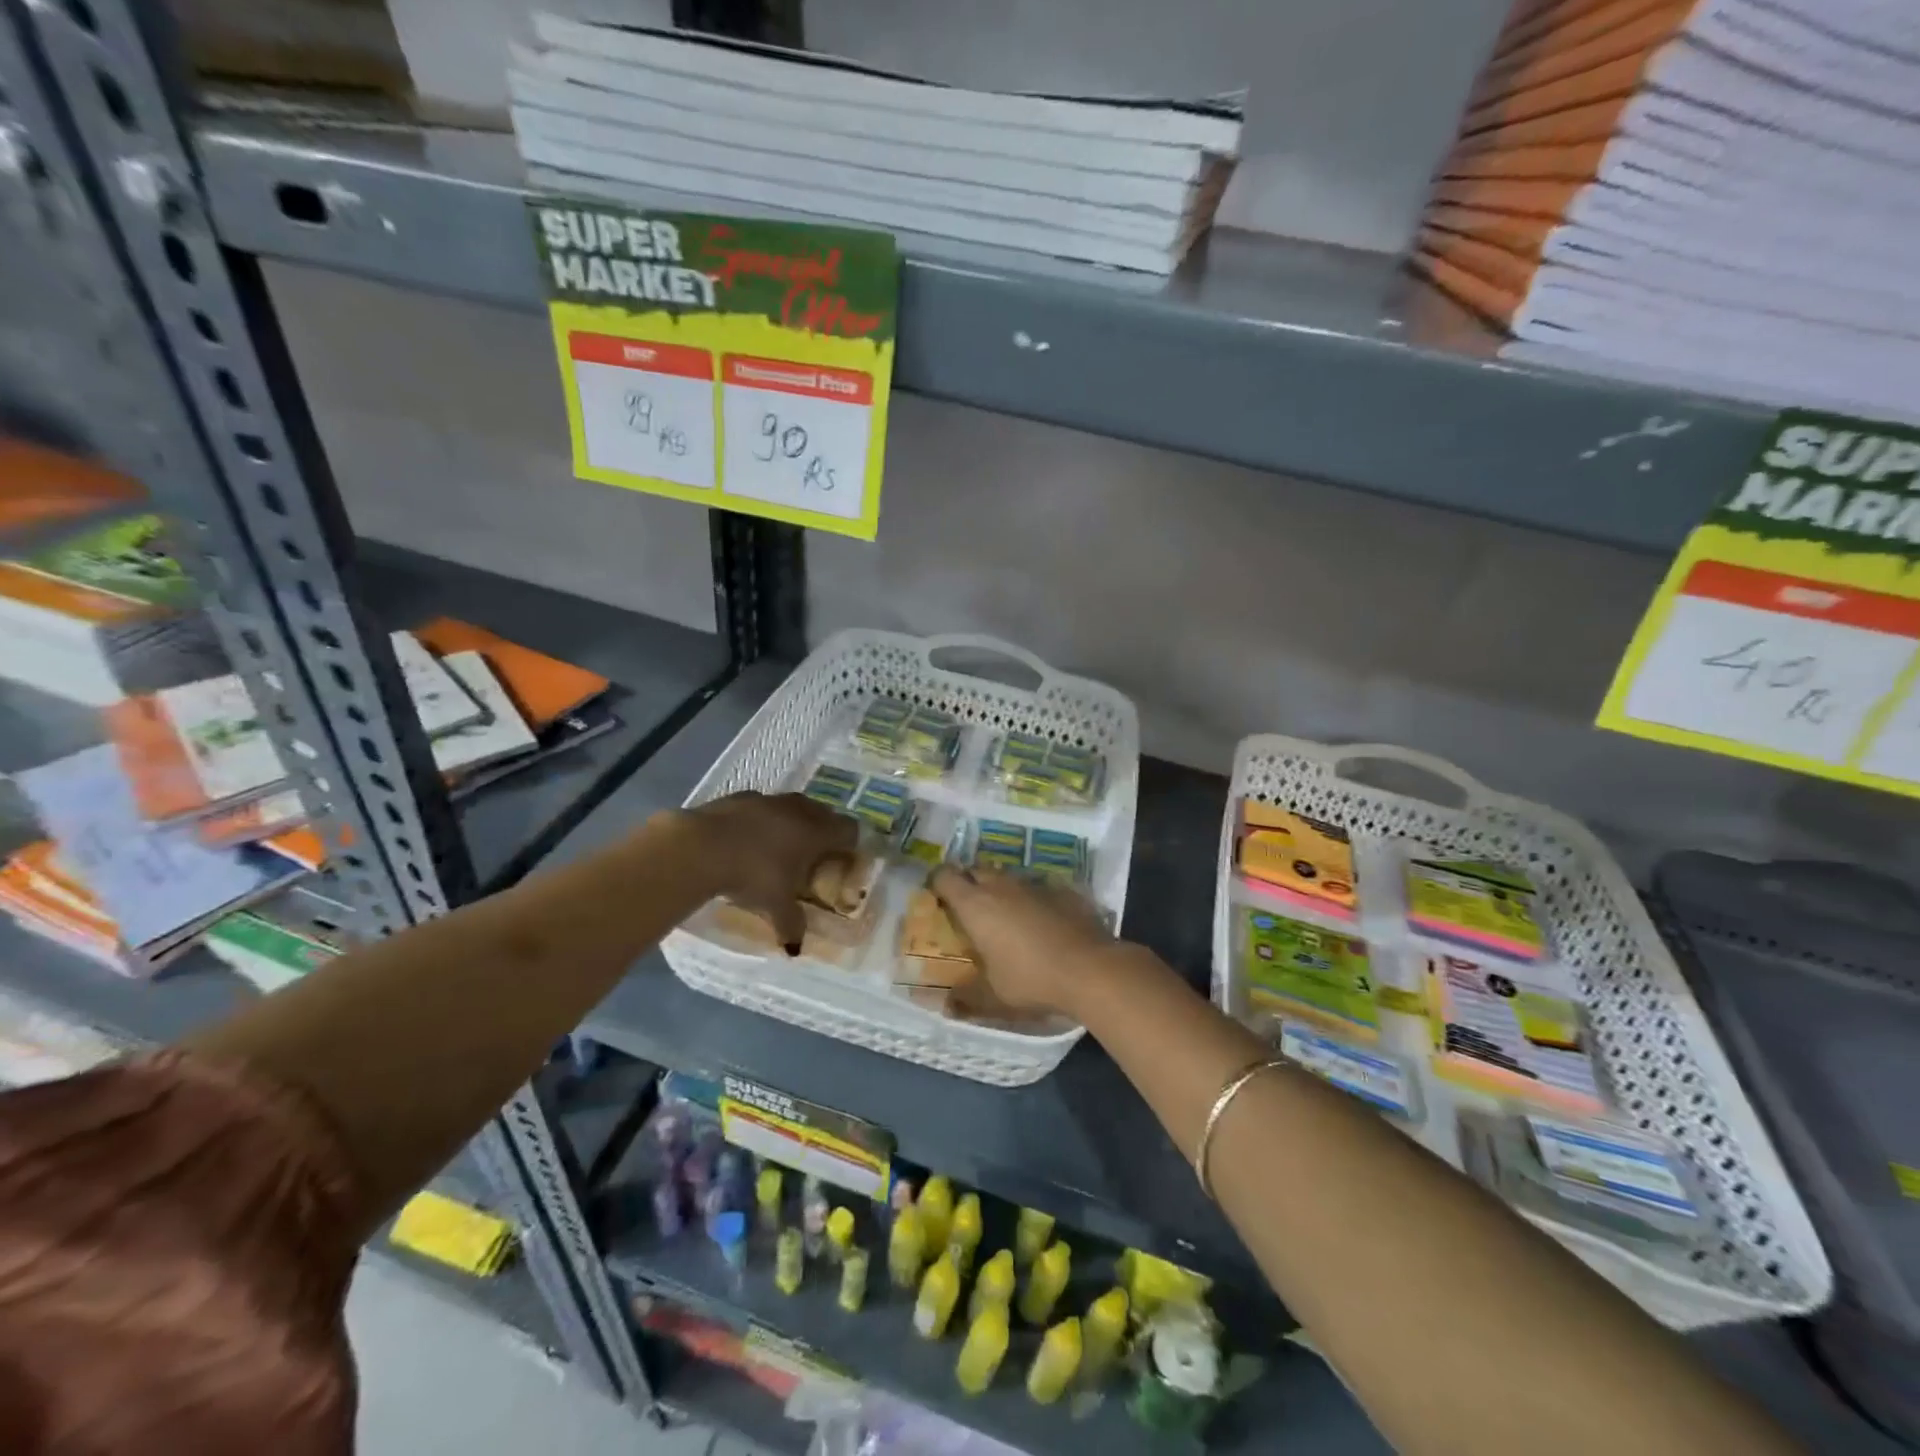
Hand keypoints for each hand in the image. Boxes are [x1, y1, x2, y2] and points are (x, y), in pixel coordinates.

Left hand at [679, 792, 857, 949]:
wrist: (701, 847)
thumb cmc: (752, 875)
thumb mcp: (775, 906)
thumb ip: (791, 924)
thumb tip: (796, 947)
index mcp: (817, 832)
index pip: (850, 830)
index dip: (851, 846)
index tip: (843, 863)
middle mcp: (799, 810)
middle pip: (824, 814)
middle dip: (823, 834)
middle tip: (813, 858)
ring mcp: (769, 799)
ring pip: (793, 807)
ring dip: (793, 824)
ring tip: (779, 849)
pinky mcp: (740, 796)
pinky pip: (762, 807)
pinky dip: (762, 821)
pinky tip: (747, 840)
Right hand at [928, 865, 1116, 1018]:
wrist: (1090, 968)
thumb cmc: (1031, 980)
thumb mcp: (993, 996)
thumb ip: (967, 997)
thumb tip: (945, 1005)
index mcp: (975, 905)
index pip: (945, 876)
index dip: (937, 883)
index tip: (936, 897)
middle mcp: (1001, 886)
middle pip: (976, 870)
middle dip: (968, 883)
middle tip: (968, 908)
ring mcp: (1033, 884)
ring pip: (1007, 877)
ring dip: (1001, 890)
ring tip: (1005, 915)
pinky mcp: (1061, 890)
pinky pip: (1037, 887)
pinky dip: (1032, 899)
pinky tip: (1040, 921)